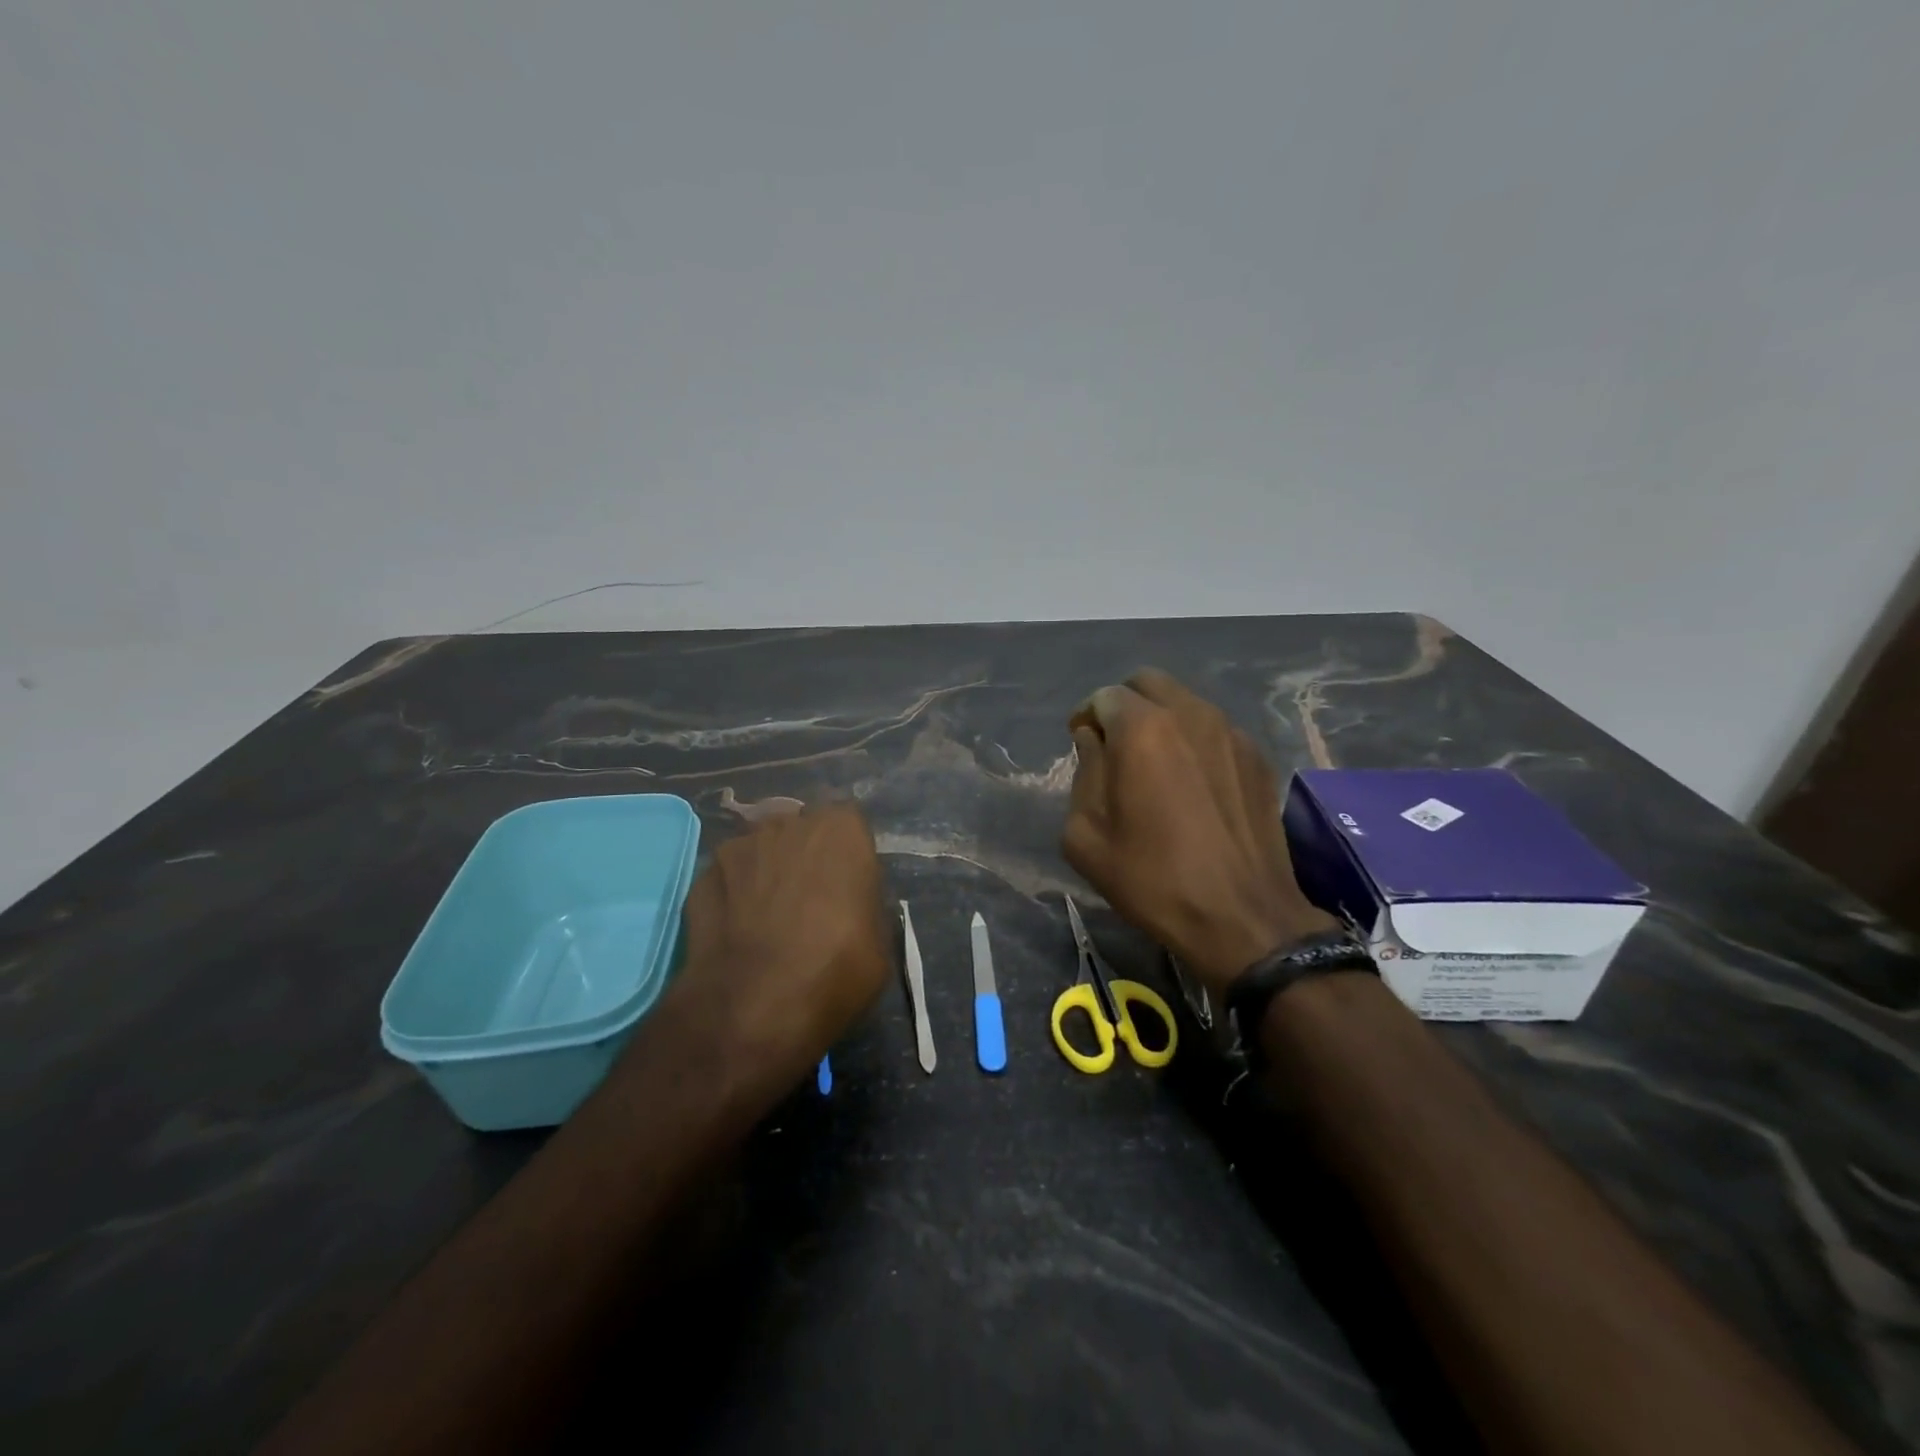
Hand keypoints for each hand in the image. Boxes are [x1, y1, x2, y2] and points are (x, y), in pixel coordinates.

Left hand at [649, 803, 888, 1108]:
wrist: (754, 1005)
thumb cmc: (835, 968)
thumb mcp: (879, 942)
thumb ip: (864, 905)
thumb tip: (850, 906)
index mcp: (841, 830)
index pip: (849, 824)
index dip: (848, 855)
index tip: (848, 887)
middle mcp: (788, 824)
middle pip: (800, 831)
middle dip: (805, 857)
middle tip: (810, 903)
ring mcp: (739, 847)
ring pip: (760, 851)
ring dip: (767, 873)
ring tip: (768, 920)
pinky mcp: (702, 877)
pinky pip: (728, 879)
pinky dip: (733, 897)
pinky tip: (738, 934)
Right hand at [1062, 669, 1338, 993]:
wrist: (1241, 917)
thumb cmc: (1151, 878)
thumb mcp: (1085, 835)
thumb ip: (1083, 772)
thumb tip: (1093, 740)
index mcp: (1142, 728)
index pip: (1104, 696)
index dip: (1086, 715)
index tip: (1080, 741)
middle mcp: (1190, 715)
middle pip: (1149, 683)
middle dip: (1124, 704)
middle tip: (1114, 743)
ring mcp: (1231, 733)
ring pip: (1186, 702)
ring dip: (1161, 718)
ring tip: (1154, 762)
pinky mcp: (1258, 758)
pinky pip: (1215, 730)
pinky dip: (1194, 740)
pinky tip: (1191, 782)